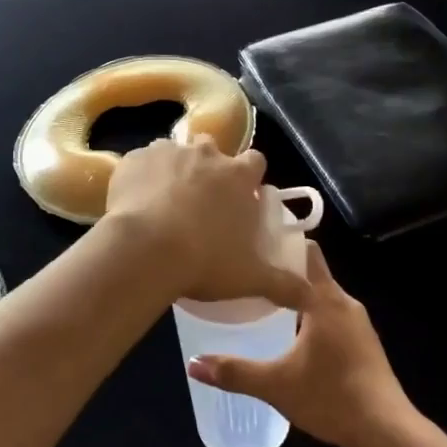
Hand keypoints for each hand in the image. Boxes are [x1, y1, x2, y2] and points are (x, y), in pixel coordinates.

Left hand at [103, 137, 306, 309]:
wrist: (144, 250)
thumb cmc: (205, 260)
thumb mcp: (250, 278)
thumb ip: (284, 284)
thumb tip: (311, 297)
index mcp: (238, 175)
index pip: (255, 161)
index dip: (249, 177)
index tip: (241, 196)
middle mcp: (206, 153)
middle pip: (212, 150)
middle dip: (208, 169)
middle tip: (200, 202)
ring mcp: (168, 152)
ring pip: (174, 154)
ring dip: (173, 171)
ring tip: (163, 204)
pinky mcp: (134, 159)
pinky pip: (140, 163)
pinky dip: (140, 178)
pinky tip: (134, 204)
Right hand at [187, 243, 415, 446]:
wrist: (386, 429)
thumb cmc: (331, 397)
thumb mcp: (276, 385)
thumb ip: (234, 372)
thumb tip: (193, 363)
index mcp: (324, 299)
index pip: (303, 254)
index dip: (279, 245)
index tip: (251, 244)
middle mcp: (344, 301)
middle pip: (313, 272)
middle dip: (284, 270)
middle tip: (250, 273)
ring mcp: (359, 322)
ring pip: (323, 295)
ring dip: (299, 295)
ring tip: (265, 301)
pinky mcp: (365, 342)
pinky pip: (334, 314)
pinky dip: (313, 314)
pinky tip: (294, 333)